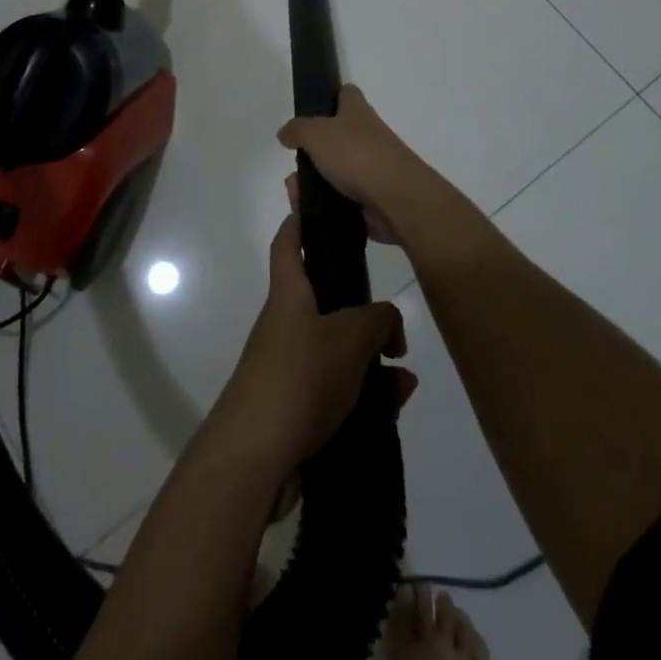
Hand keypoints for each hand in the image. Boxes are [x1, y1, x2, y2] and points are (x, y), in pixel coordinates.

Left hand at [214, 203, 415, 472]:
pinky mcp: (300, 404)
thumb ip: (377, 319)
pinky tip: (395, 403)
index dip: (301, 220)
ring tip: (404, 374)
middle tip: (393, 321)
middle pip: (324, 299)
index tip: (317, 204)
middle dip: (361, 308)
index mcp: (289, 294)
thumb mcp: (349, 337)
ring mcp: (291, 365)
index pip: (289, 243)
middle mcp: (287, 324)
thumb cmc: (299, 377)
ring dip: (373, 358)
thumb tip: (387, 321)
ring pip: (340, 348)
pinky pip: (340, 387)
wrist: (257, 455)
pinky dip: (368, 391)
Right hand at [277, 84, 441, 244]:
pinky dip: (325, 205)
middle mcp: (368, 136)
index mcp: (358, 112)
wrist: (396, 199)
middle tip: (295, 166)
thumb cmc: (357, 155)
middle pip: (336, 138)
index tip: (312, 111)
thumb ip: (297, 130)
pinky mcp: (372, 198)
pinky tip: (309, 212)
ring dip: (313, 183)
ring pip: (335, 172)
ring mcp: (372, 168)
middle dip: (312, 153)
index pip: (347, 94)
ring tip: (296, 195)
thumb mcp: (316, 133)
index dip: (331, 97)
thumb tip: (286, 133)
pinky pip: (342, 199)